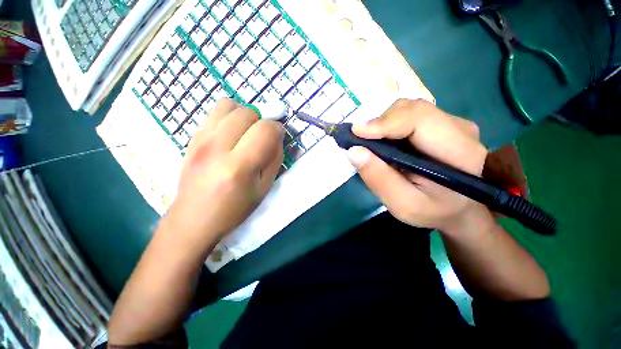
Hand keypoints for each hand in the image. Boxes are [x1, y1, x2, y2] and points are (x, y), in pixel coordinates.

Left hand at [165, 99, 283, 244]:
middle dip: (262, 121)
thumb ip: (274, 159)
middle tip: (262, 137)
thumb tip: (277, 137)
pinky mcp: (192, 137)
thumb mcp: (264, 188)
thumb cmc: (234, 208)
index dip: (277, 129)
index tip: (278, 137)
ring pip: (229, 105)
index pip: (264, 130)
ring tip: (247, 132)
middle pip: (247, 113)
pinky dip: (229, 116)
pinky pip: (214, 112)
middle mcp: (217, 147)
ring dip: (245, 115)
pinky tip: (232, 133)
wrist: (194, 217)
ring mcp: (200, 140)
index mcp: (238, 166)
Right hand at [346, 99, 488, 233]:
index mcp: (459, 152)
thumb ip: (380, 180)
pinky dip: (390, 127)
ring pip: (408, 110)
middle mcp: (458, 128)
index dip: (385, 122)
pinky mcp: (440, 123)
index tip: (357, 133)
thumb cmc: (434, 211)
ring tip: (372, 145)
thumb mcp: (404, 205)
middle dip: (380, 123)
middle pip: (411, 110)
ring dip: (383, 125)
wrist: (459, 207)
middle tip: (361, 142)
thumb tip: (353, 151)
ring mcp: (451, 123)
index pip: (419, 119)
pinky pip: (409, 116)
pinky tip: (385, 144)